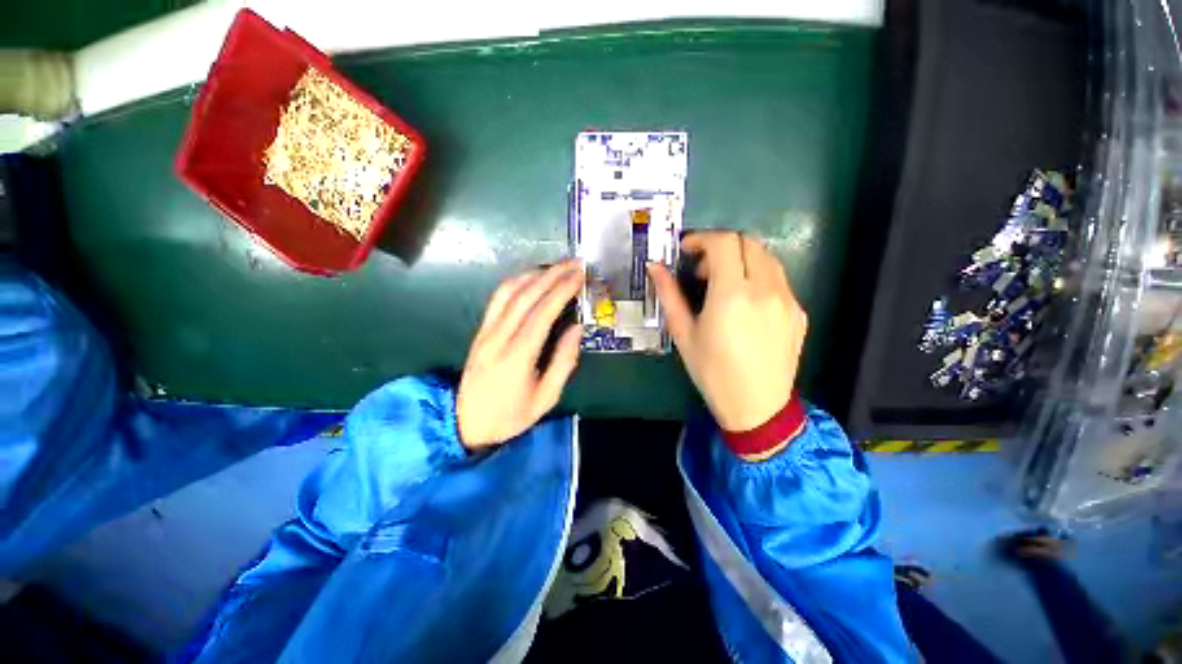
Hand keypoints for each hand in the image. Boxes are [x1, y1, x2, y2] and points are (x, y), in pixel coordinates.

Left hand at [457, 260, 583, 449]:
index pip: (541, 314)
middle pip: (524, 296)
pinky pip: (497, 299)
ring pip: (507, 292)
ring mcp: (485, 332)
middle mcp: (498, 338)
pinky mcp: (480, 331)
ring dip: (533, 274)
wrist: (465, 424)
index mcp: (517, 357)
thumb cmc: (511, 416)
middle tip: (573, 263)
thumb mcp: (546, 398)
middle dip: (551, 275)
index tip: (579, 276)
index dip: (561, 291)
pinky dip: (516, 283)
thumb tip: (577, 329)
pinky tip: (531, 279)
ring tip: (556, 267)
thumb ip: (563, 362)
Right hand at [648, 232, 806, 431]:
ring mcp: (787, 299)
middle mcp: (765, 289)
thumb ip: (669, 295)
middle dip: (721, 247)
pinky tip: (745, 303)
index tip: (687, 251)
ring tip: (723, 285)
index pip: (724, 242)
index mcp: (732, 294)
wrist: (756, 406)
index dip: (702, 239)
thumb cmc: (712, 372)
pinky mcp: (798, 311)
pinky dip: (757, 277)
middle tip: (702, 271)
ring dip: (741, 259)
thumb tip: (655, 267)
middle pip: (748, 242)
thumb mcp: (683, 333)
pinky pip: (778, 279)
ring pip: (766, 257)